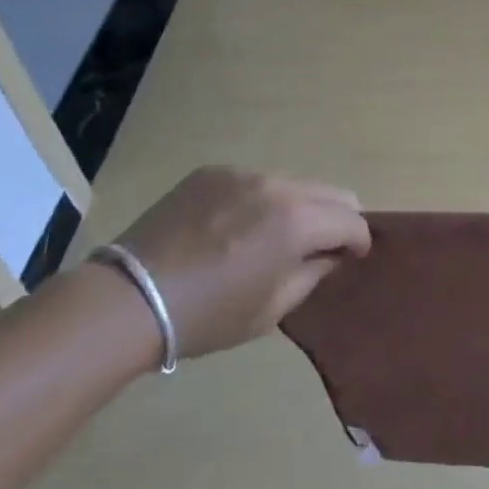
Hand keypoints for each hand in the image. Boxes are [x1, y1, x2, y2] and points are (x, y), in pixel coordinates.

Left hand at [108, 166, 369, 358]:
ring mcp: (243, 174)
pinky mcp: (212, 172)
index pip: (352, 220)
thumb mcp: (272, 309)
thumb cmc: (207, 316)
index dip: (360, 240)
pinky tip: (233, 228)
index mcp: (298, 221)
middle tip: (324, 245)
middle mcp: (278, 186)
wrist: (128, 300)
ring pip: (293, 184)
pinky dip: (259, 201)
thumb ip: (313, 273)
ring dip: (298, 207)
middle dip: (337, 218)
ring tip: (273, 237)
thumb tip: (331, 254)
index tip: (354, 256)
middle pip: (331, 192)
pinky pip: (254, 181)